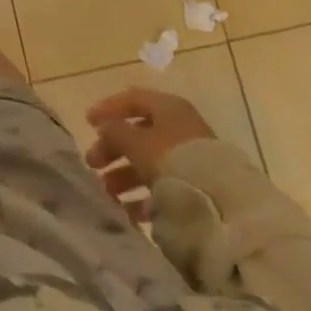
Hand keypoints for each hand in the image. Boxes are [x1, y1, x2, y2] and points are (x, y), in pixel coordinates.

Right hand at [83, 86, 214, 219]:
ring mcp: (190, 158)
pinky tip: (130, 211)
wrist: (224, 204)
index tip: (87, 124)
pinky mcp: (196, 185)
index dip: (107, 108)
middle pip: (137, 133)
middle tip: (92, 164)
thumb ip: (115, 131)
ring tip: (107, 193)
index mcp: (168, 107)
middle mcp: (179, 127)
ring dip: (124, 175)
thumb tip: (103, 126)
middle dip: (112, 149)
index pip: (131, 99)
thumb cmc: (174, 160)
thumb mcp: (137, 142)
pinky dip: (144, 195)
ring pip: (148, 161)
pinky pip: (163, 184)